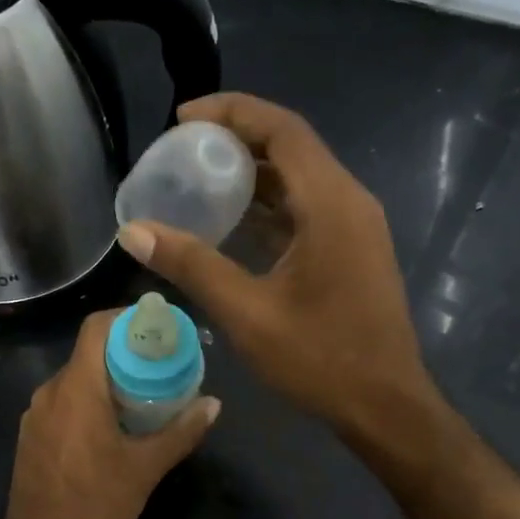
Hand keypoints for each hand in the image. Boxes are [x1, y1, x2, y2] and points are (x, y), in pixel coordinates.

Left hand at [0, 310, 219, 518]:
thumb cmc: (94, 502)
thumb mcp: (145, 468)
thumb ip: (181, 432)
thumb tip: (213, 404)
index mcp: (77, 388)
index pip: (97, 327)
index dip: (127, 318)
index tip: (157, 327)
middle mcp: (51, 391)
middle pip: (89, 352)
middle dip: (126, 352)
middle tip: (162, 365)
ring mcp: (36, 413)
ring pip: (77, 378)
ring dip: (108, 378)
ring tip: (143, 395)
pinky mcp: (32, 433)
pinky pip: (64, 401)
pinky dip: (90, 399)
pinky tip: (113, 425)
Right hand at [116, 92, 433, 437]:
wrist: (386, 406)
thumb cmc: (321, 359)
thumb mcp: (248, 313)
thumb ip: (192, 265)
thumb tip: (133, 231)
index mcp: (331, 204)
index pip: (282, 128)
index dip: (231, 112)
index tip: (181, 119)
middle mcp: (349, 202)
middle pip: (291, 147)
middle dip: (235, 140)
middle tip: (182, 152)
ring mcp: (355, 227)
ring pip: (299, 179)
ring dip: (252, 174)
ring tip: (198, 181)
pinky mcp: (352, 250)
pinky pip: (307, 209)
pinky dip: (269, 206)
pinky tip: (231, 224)